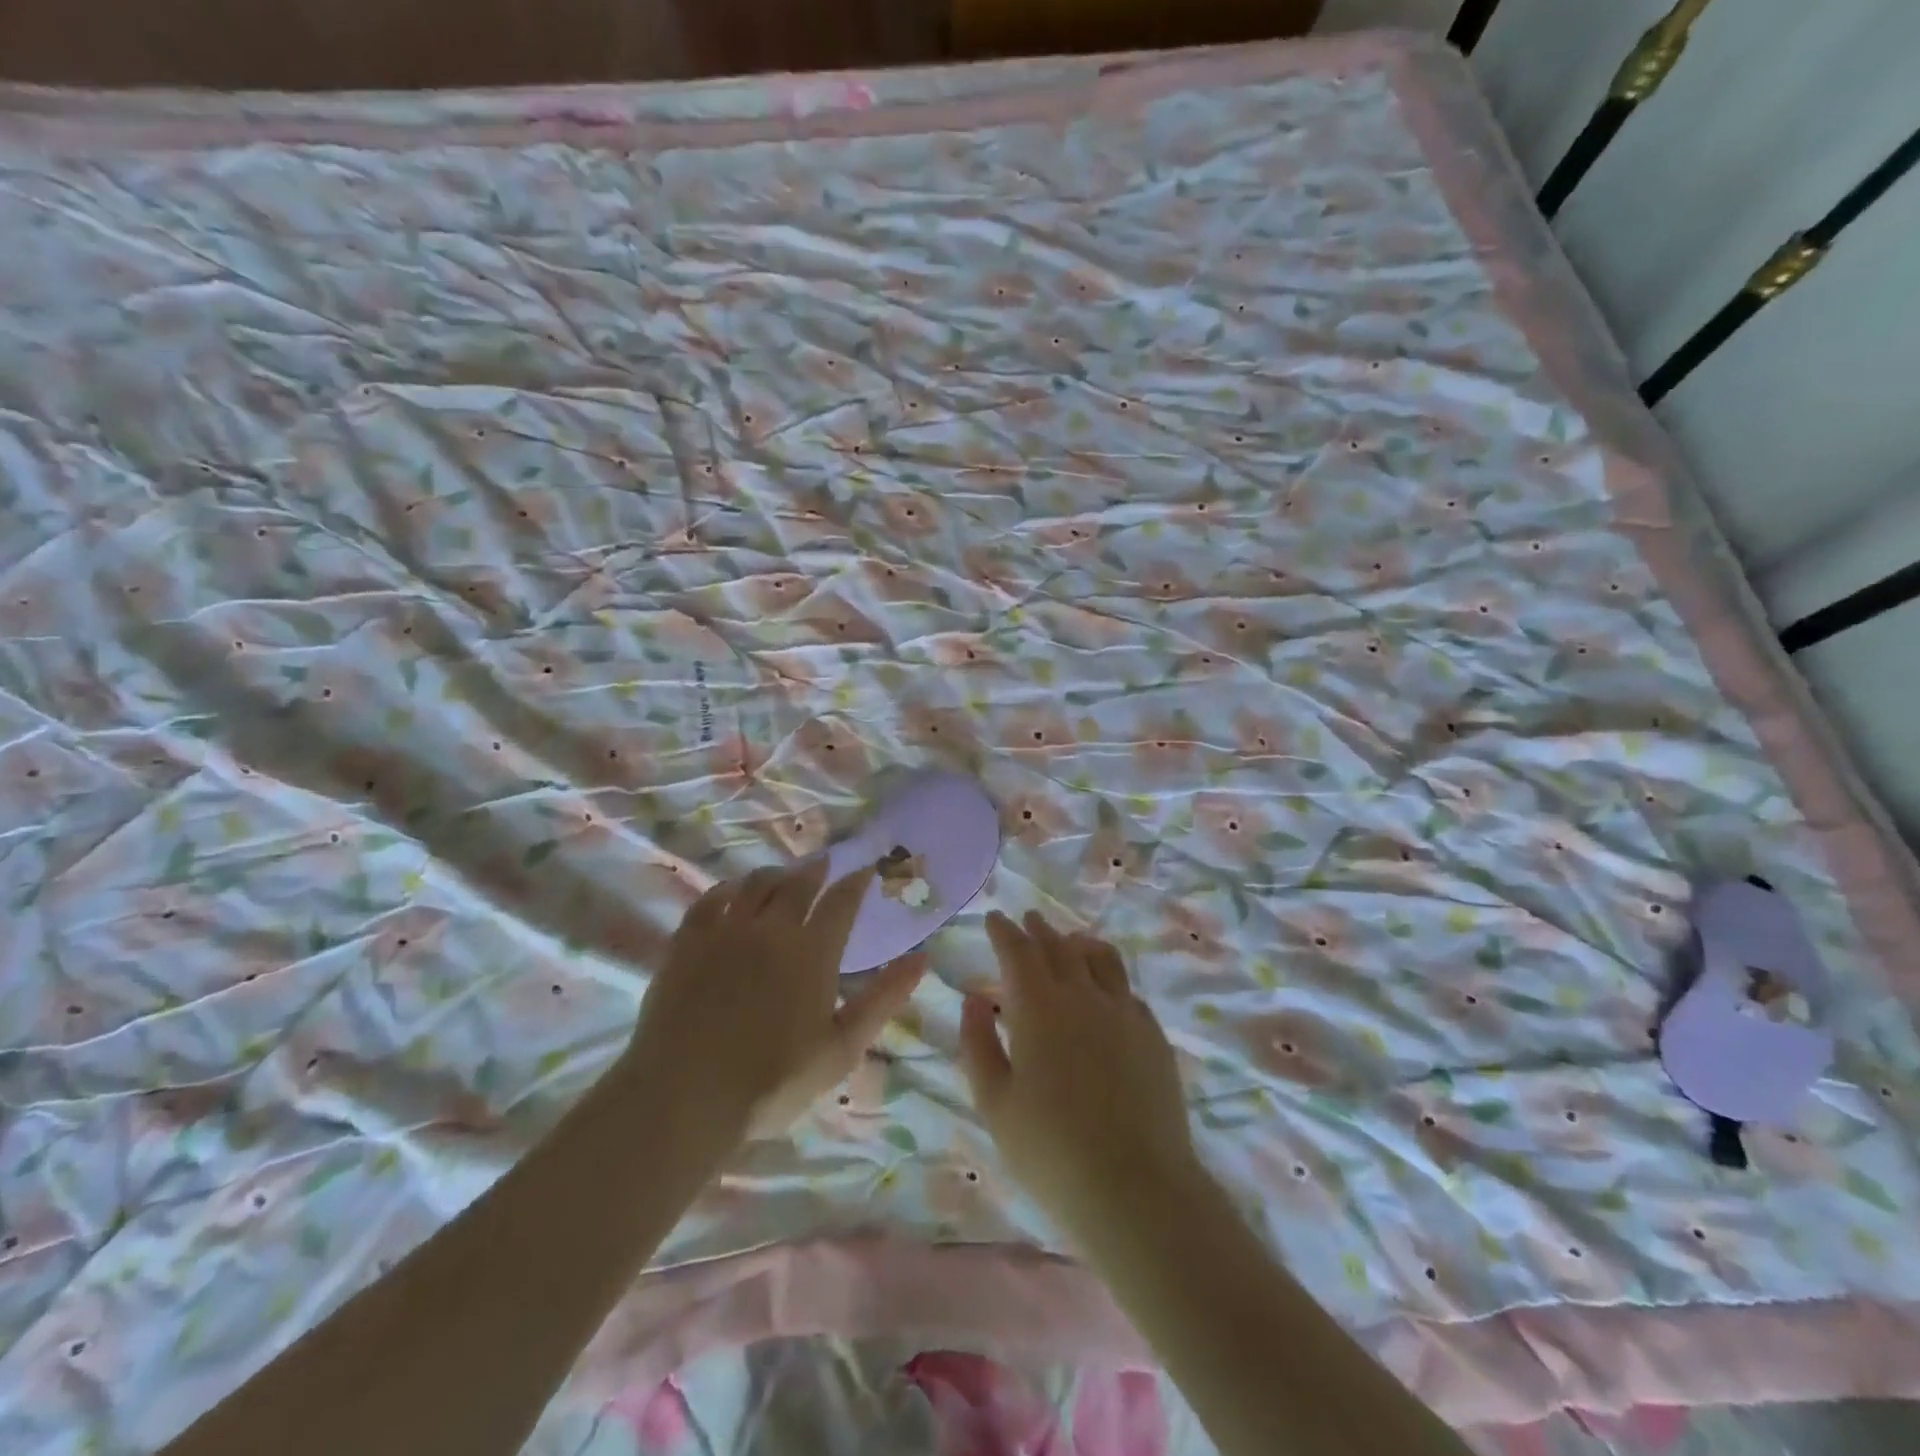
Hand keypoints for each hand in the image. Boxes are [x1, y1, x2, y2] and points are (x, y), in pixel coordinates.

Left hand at [624, 859, 925, 1151]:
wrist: (685, 1096)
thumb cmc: (773, 1080)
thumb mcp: (842, 1048)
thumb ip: (883, 999)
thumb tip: (922, 958)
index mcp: (813, 951)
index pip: (842, 901)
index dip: (856, 882)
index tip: (866, 869)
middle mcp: (771, 928)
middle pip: (798, 884)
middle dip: (816, 870)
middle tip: (824, 864)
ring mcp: (726, 930)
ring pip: (755, 884)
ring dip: (775, 874)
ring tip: (782, 876)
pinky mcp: (687, 941)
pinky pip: (710, 899)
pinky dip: (727, 889)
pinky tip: (732, 893)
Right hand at [959, 911, 1201, 1243]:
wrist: (1136, 1189)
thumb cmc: (1050, 1151)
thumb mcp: (995, 1103)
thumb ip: (978, 1044)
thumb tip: (974, 999)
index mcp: (1038, 1007)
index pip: (1018, 951)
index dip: (1004, 931)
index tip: (994, 918)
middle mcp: (1083, 996)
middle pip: (1059, 947)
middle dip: (1039, 930)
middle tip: (1027, 920)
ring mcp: (1124, 1012)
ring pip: (1100, 959)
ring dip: (1077, 943)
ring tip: (1069, 941)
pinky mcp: (1153, 1035)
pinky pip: (1127, 990)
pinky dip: (1109, 978)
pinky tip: (1106, 990)